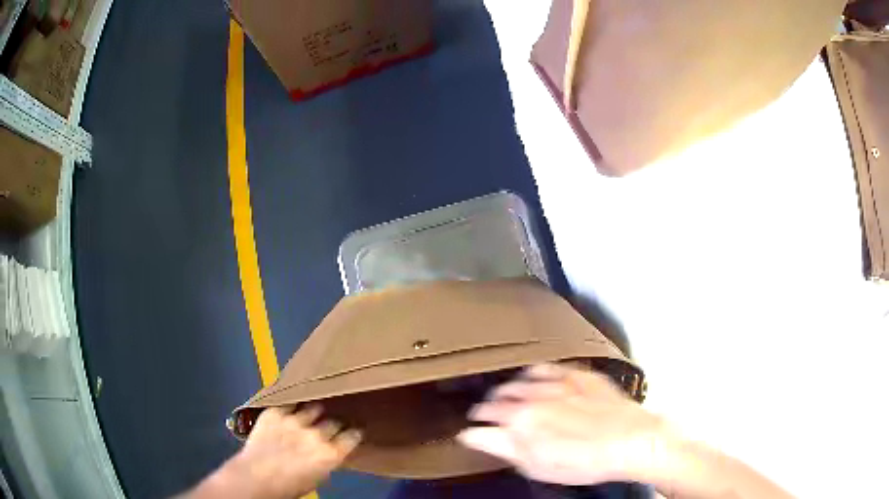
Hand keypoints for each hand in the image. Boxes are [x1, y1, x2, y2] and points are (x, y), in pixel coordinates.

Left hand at [189, 405, 361, 498]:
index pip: (352, 436)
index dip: (353, 432)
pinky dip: (292, 405)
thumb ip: (327, 460)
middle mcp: (316, 434)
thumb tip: (331, 450)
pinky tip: (292, 405)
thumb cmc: (289, 486)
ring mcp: (295, 421)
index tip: (353, 430)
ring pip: (313, 408)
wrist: (255, 477)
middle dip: (333, 422)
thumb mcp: (318, 477)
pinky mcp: (275, 412)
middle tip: (330, 423)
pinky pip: (289, 402)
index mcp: (330, 454)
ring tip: (312, 411)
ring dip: (314, 411)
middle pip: (333, 421)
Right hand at [457, 363, 667, 485]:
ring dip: (509, 388)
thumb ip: (501, 447)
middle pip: (500, 395)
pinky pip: (549, 368)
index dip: (475, 422)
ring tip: (507, 394)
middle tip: (488, 411)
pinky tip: (535, 377)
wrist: (629, 440)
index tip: (472, 425)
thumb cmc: (585, 461)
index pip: (484, 416)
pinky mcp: (578, 376)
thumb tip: (472, 436)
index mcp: (521, 421)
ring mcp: (558, 383)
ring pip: (520, 379)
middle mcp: (534, 397)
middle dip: (489, 404)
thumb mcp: (536, 465)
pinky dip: (535, 373)